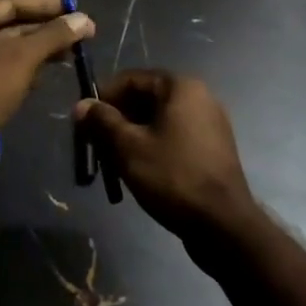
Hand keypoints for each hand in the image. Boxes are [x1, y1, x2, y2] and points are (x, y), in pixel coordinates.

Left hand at [0, 0, 93, 125]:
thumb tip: (85, 19)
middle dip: (46, 31)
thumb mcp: (24, 55)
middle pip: (11, 27)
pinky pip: (2, 70)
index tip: (75, 8)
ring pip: (8, 50)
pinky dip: (24, 70)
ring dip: (38, 52)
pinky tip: (44, 76)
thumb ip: (55, 35)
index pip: (13, 3)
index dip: (46, 5)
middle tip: (79, 35)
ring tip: (70, 55)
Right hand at [73, 70, 256, 240]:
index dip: (104, 98)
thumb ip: (102, 121)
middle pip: (145, 99)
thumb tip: (81, 105)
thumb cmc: (172, 176)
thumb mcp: (128, 147)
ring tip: (114, 162)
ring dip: (133, 136)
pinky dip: (153, 146)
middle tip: (97, 145)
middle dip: (117, 120)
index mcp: (180, 87)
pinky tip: (140, 170)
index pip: (131, 79)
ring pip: (159, 120)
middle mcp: (199, 97)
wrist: (223, 225)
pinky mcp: (213, 148)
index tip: (86, 123)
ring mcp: (209, 123)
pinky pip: (175, 136)